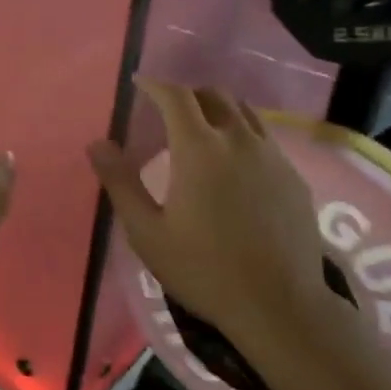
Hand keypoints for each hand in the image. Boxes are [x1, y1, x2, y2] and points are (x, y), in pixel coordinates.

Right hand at [87, 81, 350, 365]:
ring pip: (244, 112)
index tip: (139, 84)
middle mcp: (239, 140)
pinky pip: (264, 138)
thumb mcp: (147, 232)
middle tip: (167, 112)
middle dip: (187, 94)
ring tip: (201, 131)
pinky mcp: (293, 177)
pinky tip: (234, 166)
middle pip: (213, 95)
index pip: (176, 96)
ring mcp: (272, 157)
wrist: (279, 305)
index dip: (154, 85)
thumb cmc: (203, 269)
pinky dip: (242, 135)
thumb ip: (120, 182)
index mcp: (200, 148)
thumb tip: (97, 144)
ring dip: (218, 110)